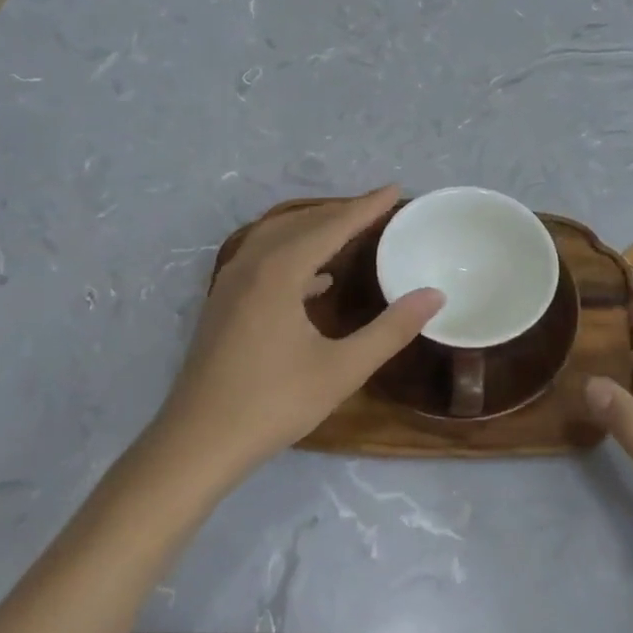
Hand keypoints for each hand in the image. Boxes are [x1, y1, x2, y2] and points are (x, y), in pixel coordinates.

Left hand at [149, 187, 442, 490]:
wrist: (197, 443)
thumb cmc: (273, 404)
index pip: (330, 226)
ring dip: (314, 228)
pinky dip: (294, 253)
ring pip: (276, 237)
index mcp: (279, 273)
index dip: (365, 207)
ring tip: (350, 231)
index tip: (395, 190)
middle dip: (340, 211)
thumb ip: (390, 329)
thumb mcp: (342, 369)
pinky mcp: (224, 304)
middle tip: (378, 208)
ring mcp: (231, 284)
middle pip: (301, 223)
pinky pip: (263, 258)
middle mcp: (251, 266)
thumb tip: (434, 296)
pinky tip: (316, 279)